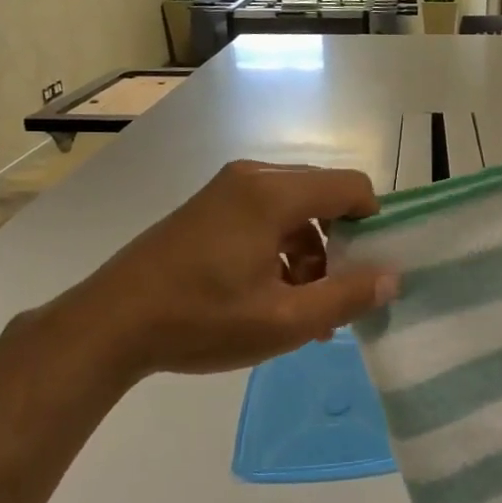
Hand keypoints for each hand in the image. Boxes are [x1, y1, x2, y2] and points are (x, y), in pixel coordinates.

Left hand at [43, 160, 398, 385]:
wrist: (108, 325)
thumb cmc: (202, 320)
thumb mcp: (285, 321)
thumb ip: (346, 297)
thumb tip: (393, 276)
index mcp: (274, 193)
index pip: (352, 188)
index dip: (373, 224)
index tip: (371, 269)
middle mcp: (252, 178)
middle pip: (323, 197)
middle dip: (340, 247)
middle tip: (336, 297)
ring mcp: (225, 191)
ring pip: (294, 211)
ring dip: (310, 254)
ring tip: (304, 310)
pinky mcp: (207, 209)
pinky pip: (265, 217)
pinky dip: (281, 250)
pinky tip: (271, 298)